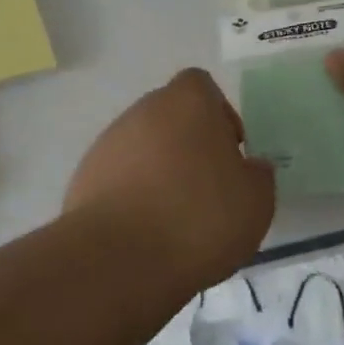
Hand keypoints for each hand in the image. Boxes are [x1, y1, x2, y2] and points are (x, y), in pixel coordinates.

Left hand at [65, 68, 275, 287]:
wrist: (119, 258)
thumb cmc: (199, 218)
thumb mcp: (256, 202)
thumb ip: (258, 176)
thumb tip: (251, 168)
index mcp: (187, 102)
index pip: (202, 86)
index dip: (219, 115)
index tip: (230, 155)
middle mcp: (144, 110)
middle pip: (171, 116)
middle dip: (189, 145)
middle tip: (207, 189)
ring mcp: (108, 142)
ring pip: (143, 147)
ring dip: (159, 171)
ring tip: (175, 219)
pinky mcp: (84, 176)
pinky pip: (118, 177)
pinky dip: (132, 195)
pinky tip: (145, 232)